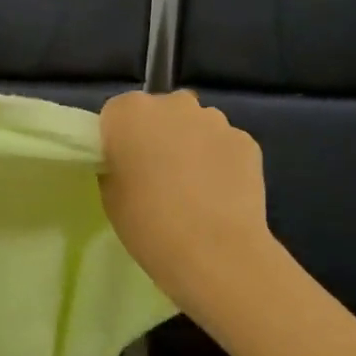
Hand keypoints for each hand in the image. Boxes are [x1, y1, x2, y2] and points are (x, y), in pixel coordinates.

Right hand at [98, 90, 274, 317]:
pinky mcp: (246, 141)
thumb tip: (131, 161)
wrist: (214, 251)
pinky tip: (218, 194)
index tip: (122, 164)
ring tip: (192, 188)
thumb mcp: (109, 194)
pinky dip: (219, 161)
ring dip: (191, 145)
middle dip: (158, 134)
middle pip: (160, 111)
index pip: (116, 112)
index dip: (119, 138)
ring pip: (195, 125)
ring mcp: (215, 120)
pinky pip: (223, 145)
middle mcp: (173, 104)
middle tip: (156, 174)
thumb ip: (116, 164)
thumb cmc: (147, 223)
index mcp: (129, 112)